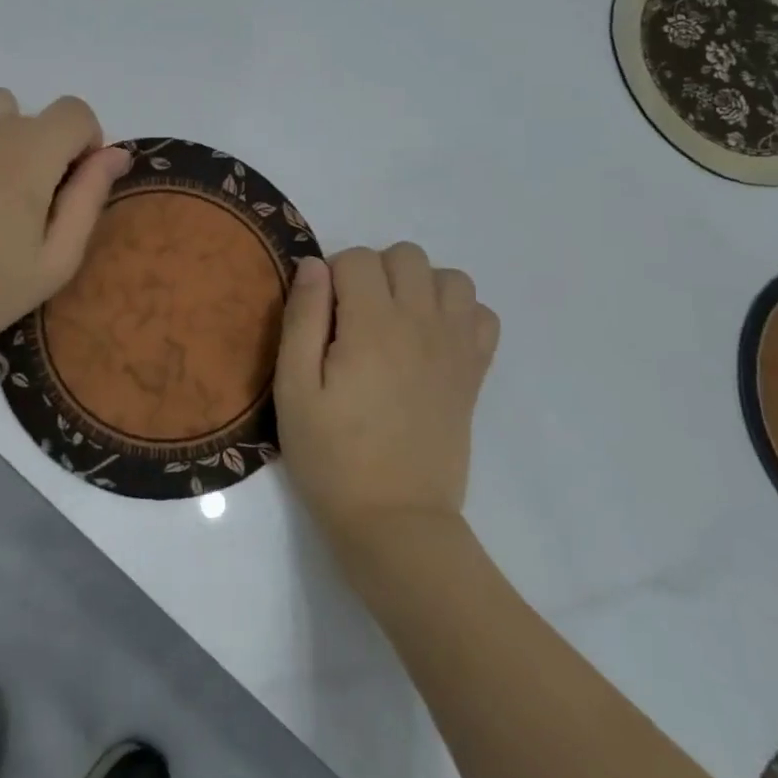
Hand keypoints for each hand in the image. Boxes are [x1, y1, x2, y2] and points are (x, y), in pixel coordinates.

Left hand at [0, 85, 131, 406]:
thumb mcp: (55, 261)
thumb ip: (89, 198)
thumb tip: (115, 154)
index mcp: (29, 156)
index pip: (76, 113)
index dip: (85, 143)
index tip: (71, 182)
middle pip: (34, 114)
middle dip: (43, 148)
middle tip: (22, 202)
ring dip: (2, 132)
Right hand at [275, 244, 499, 552]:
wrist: (395, 521)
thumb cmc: (332, 457)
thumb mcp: (294, 390)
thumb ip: (302, 319)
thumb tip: (313, 264)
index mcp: (372, 325)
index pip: (358, 258)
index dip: (332, 275)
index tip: (321, 315)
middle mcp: (421, 324)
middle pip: (407, 255)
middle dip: (375, 271)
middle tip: (354, 316)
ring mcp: (456, 347)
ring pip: (451, 277)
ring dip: (420, 286)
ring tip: (395, 322)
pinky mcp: (475, 373)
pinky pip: (483, 316)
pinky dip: (460, 314)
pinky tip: (432, 341)